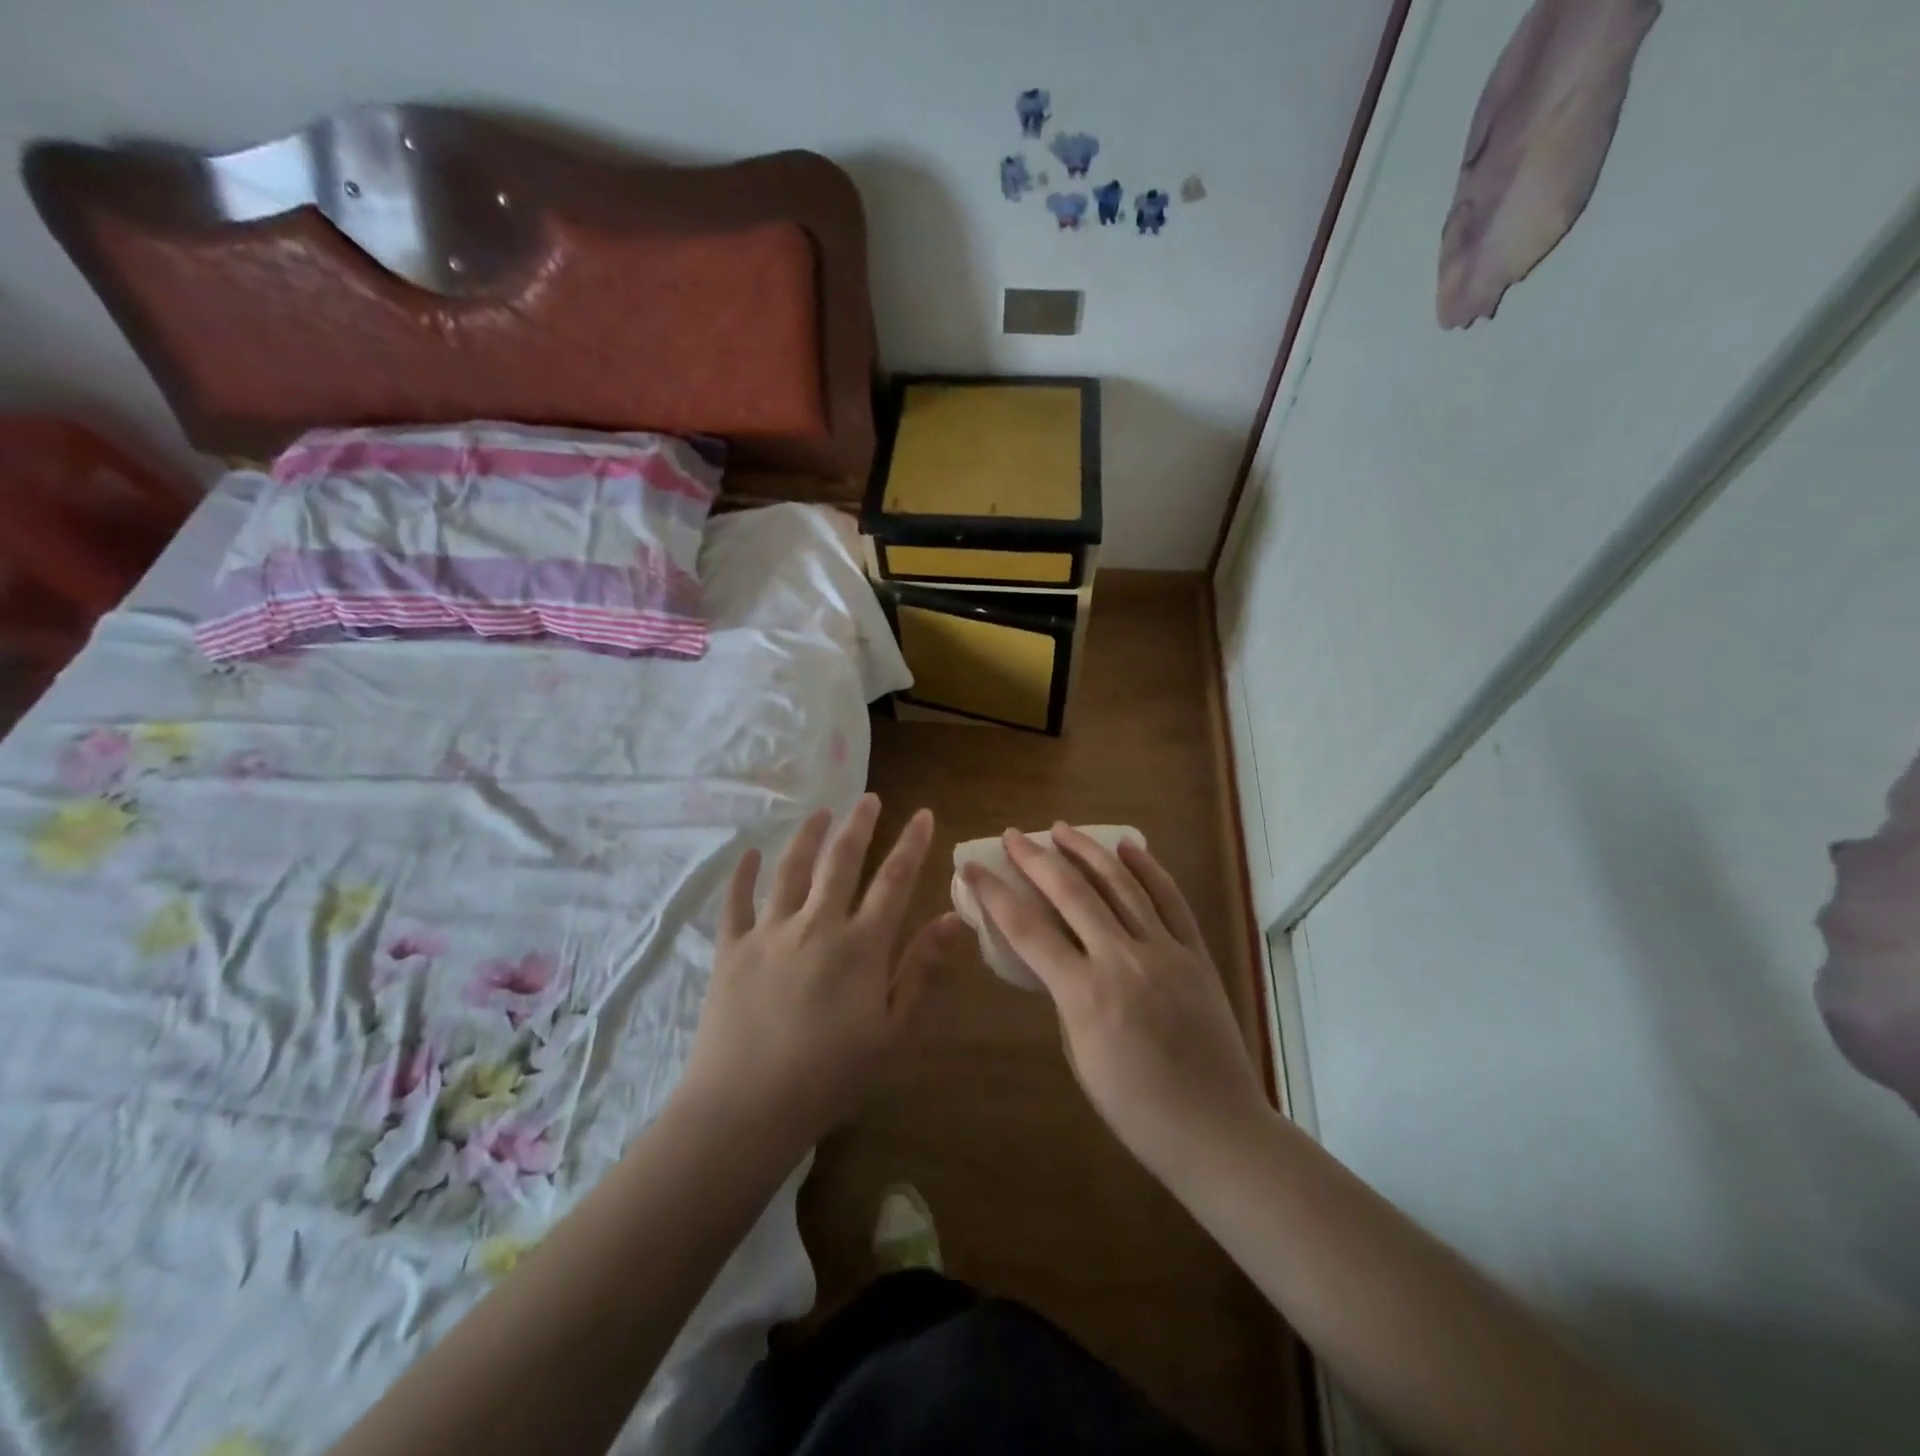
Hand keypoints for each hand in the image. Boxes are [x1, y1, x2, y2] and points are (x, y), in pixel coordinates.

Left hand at [679, 795, 964, 1157]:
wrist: (746, 1108)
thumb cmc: (830, 1077)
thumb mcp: (893, 1033)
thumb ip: (922, 971)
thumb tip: (951, 919)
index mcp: (860, 946)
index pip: (894, 880)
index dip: (912, 844)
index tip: (923, 814)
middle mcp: (816, 925)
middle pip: (841, 860)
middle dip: (859, 824)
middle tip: (869, 798)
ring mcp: (769, 932)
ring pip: (791, 868)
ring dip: (808, 836)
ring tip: (820, 813)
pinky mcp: (730, 949)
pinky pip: (735, 901)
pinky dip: (742, 874)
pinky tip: (748, 854)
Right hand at [965, 824, 1269, 1186]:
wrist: (1214, 1127)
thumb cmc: (1135, 1108)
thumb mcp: (1080, 1055)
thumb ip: (1067, 997)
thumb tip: (1063, 959)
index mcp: (1084, 994)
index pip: (1026, 929)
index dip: (994, 894)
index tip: (973, 868)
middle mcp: (1122, 960)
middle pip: (1070, 893)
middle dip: (1036, 858)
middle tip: (1014, 835)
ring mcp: (1164, 951)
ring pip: (1120, 884)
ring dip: (1086, 851)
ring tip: (1062, 828)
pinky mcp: (1195, 953)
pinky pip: (1170, 899)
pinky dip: (1147, 868)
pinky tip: (1128, 846)